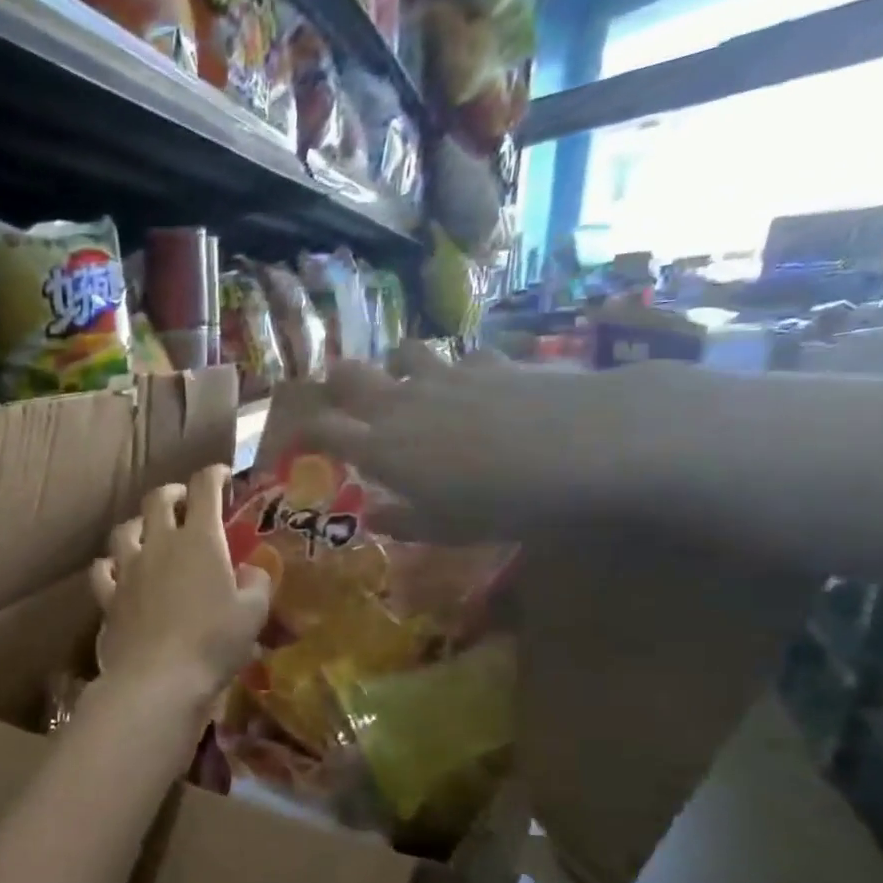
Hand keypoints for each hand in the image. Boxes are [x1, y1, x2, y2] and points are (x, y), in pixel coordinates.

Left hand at [90, 464, 271, 706]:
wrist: (158, 679)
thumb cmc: (213, 643)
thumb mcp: (252, 614)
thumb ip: (257, 584)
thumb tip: (251, 570)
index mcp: (200, 540)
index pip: (204, 489)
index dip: (213, 475)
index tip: (222, 476)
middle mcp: (160, 544)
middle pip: (158, 500)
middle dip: (173, 493)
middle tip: (184, 500)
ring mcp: (129, 569)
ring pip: (125, 530)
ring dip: (139, 524)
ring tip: (148, 531)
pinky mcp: (108, 597)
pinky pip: (102, 569)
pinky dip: (110, 564)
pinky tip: (117, 569)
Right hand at [301, 343, 658, 542]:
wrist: (583, 447)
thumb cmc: (502, 503)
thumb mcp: (446, 529)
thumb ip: (403, 522)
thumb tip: (373, 518)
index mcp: (381, 447)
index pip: (324, 429)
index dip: (305, 431)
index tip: (299, 441)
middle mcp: (402, 403)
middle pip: (350, 377)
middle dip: (335, 382)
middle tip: (336, 393)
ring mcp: (446, 375)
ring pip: (403, 353)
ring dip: (395, 364)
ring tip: (403, 378)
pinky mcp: (491, 361)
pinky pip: (463, 357)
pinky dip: (459, 368)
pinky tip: (474, 382)